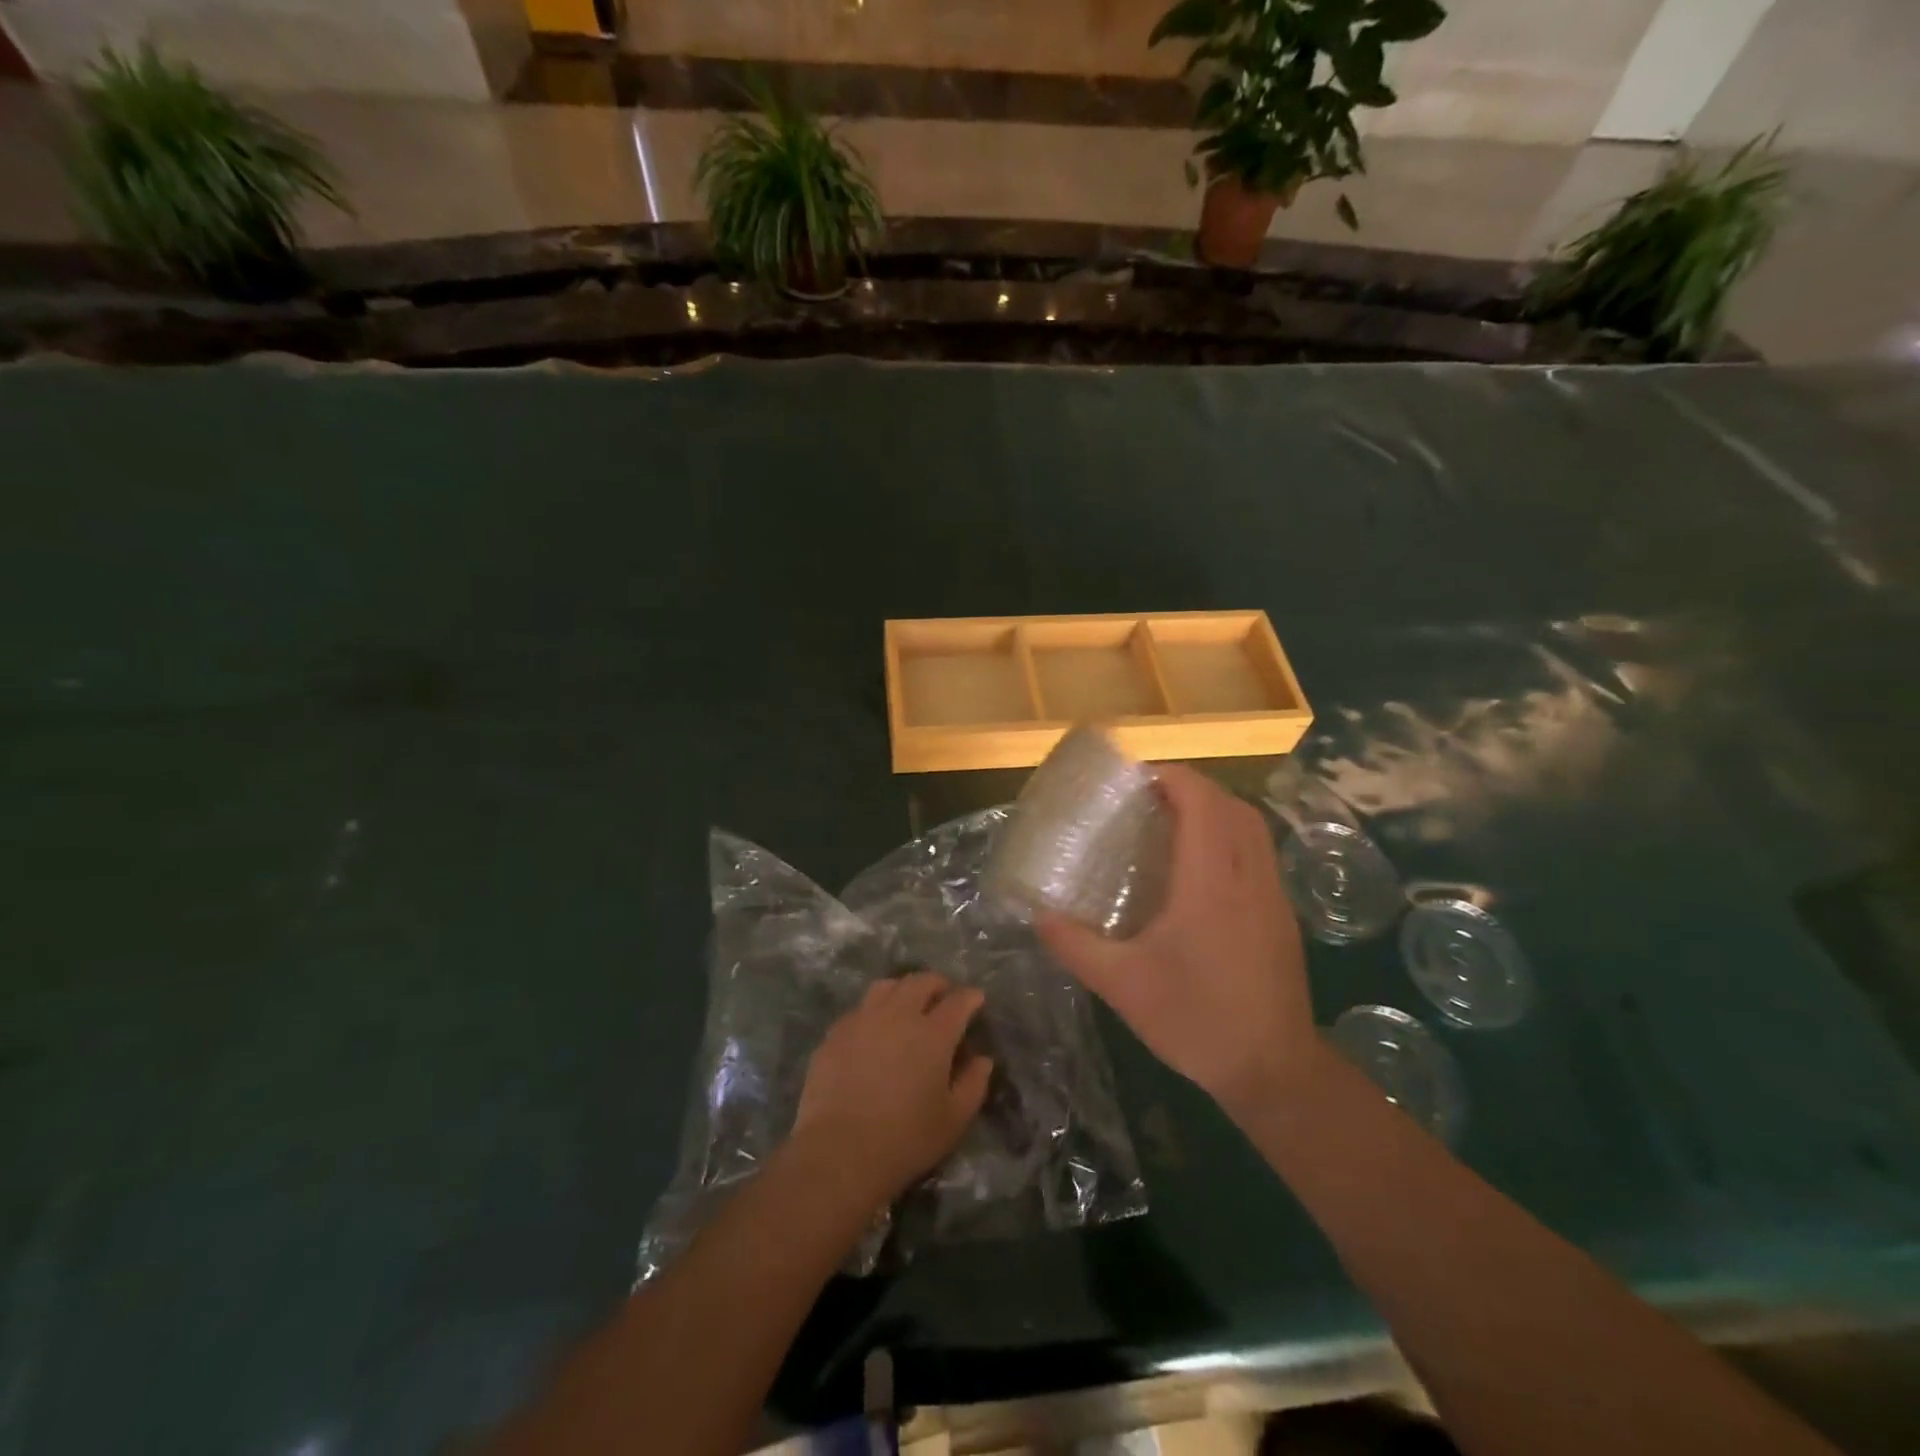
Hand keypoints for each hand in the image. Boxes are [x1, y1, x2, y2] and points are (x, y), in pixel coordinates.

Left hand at [791, 971, 993, 1211]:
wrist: (839, 1152)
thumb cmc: (905, 1139)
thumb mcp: (953, 1120)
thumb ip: (973, 1084)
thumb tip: (982, 1060)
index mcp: (933, 1034)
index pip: (958, 1001)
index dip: (970, 997)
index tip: (976, 999)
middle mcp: (899, 1015)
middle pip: (921, 982)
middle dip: (938, 984)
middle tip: (944, 995)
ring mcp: (864, 1019)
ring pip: (887, 986)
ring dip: (904, 988)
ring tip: (908, 1003)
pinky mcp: (836, 1032)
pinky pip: (860, 1008)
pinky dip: (875, 1010)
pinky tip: (874, 1029)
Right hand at [1037, 764, 1315, 1117]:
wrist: (1273, 1070)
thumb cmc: (1196, 1020)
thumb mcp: (1122, 985)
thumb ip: (1075, 945)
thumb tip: (1039, 915)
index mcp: (1210, 882)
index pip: (1202, 803)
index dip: (1172, 778)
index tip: (1136, 779)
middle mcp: (1248, 877)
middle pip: (1232, 805)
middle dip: (1193, 787)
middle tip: (1148, 797)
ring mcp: (1272, 896)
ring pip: (1253, 827)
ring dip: (1216, 809)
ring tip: (1172, 821)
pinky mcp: (1282, 916)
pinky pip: (1259, 853)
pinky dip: (1231, 836)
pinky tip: (1201, 867)